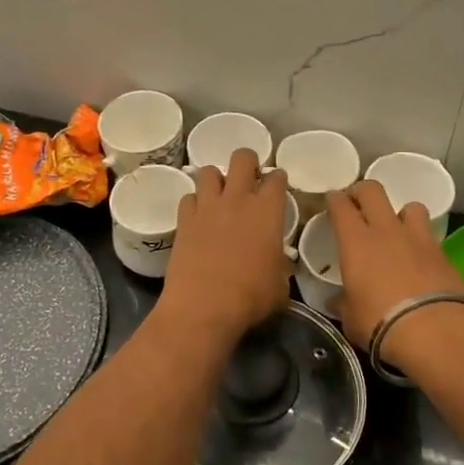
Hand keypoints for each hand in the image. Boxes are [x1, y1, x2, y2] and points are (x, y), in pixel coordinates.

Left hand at [156, 149, 291, 342]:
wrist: (203, 307)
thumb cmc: (250, 297)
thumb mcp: (279, 285)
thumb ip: (280, 265)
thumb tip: (278, 264)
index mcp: (268, 211)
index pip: (276, 178)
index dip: (278, 179)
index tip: (277, 186)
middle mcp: (237, 199)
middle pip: (242, 158)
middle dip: (248, 163)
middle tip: (248, 180)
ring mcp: (207, 207)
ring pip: (209, 171)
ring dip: (217, 180)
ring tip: (220, 196)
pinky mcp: (183, 220)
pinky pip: (188, 197)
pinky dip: (195, 203)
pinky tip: (198, 216)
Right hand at [327, 182, 463, 374]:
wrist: (434, 330)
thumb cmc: (379, 323)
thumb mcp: (350, 316)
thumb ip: (344, 302)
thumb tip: (338, 301)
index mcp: (355, 241)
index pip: (341, 205)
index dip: (334, 200)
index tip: (331, 202)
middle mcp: (386, 230)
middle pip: (373, 190)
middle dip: (362, 192)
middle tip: (357, 204)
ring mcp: (418, 238)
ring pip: (409, 206)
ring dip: (400, 213)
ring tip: (396, 229)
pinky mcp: (443, 253)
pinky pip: (429, 234)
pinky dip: (421, 240)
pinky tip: (418, 257)